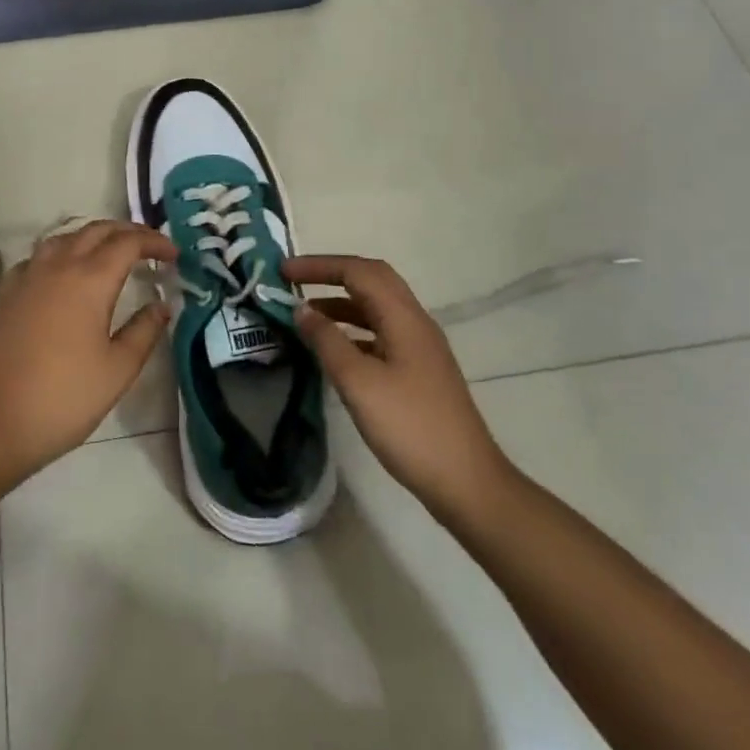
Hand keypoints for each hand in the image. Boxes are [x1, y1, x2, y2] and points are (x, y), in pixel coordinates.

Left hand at [0, 219, 176, 480]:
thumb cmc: (64, 397)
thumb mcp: (117, 369)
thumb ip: (144, 331)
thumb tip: (162, 305)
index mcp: (90, 279)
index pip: (128, 243)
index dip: (154, 242)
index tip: (174, 255)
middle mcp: (58, 265)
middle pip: (96, 230)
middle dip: (127, 232)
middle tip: (149, 247)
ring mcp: (27, 276)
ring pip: (64, 237)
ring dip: (92, 237)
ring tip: (110, 253)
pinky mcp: (5, 292)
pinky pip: (38, 256)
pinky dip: (61, 253)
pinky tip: (64, 274)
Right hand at [285, 255, 516, 517]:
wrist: (466, 483)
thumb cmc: (409, 427)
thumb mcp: (358, 383)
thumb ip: (327, 341)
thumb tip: (301, 309)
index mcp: (404, 317)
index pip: (358, 271)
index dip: (319, 265)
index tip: (283, 271)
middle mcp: (415, 322)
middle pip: (371, 280)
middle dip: (331, 275)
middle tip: (294, 281)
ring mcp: (419, 347)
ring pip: (375, 308)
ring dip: (340, 303)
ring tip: (304, 315)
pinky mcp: (418, 370)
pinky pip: (380, 332)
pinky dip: (352, 330)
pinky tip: (333, 350)